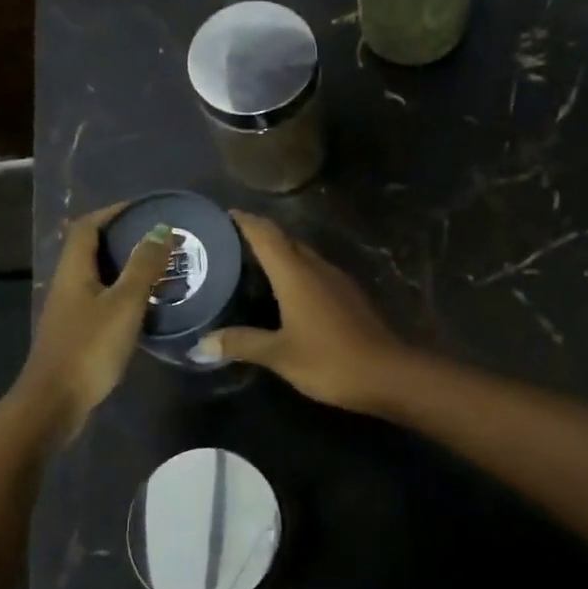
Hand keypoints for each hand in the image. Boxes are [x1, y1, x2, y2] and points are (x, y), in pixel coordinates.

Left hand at [12, 203, 174, 441]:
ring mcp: (69, 311)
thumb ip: (143, 266)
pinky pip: (102, 300)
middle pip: (92, 249)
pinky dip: (124, 294)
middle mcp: (67, 284)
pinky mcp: (76, 333)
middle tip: (160, 239)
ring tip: (160, 269)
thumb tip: (160, 230)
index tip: (145, 209)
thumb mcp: (124, 303)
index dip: (113, 212)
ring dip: (126, 267)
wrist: (54, 402)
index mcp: (73, 270)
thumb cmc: (89, 347)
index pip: (88, 226)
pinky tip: (146, 306)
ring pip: (98, 276)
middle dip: (124, 238)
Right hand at [201, 212, 407, 412]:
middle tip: (229, 244)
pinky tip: (284, 292)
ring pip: (303, 255)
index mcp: (296, 273)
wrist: (388, 373)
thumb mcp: (280, 354)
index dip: (245, 221)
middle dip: (259, 236)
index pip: (266, 234)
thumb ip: (241, 343)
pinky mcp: (349, 296)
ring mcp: (337, 280)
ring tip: (251, 265)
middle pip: (285, 240)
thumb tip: (200, 344)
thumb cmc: (329, 359)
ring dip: (279, 254)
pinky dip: (295, 273)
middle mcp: (317, 267)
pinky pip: (315, 272)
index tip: (223, 215)